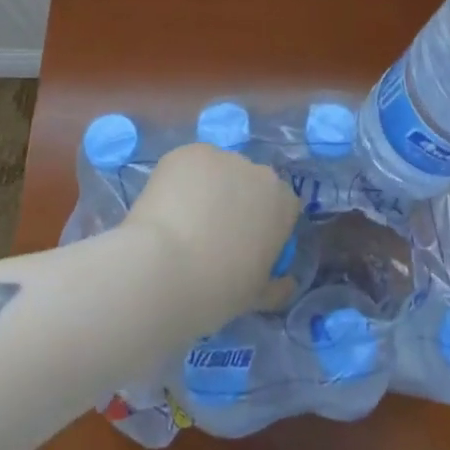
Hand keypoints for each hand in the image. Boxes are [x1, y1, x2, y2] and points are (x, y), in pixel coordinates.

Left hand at [122, 143, 300, 328]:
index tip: (246, 245)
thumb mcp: (255, 297)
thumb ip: (276, 285)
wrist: (163, 269)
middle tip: (212, 232)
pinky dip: (180, 181)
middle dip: (236, 201)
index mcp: (282, 203)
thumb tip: (285, 283)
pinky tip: (166, 207)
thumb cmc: (217, 290)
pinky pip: (189, 165)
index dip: (263, 224)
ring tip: (182, 220)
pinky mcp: (188, 152)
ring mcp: (222, 157)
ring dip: (208, 188)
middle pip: (250, 182)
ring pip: (218, 171)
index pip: (281, 205)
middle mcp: (258, 171)